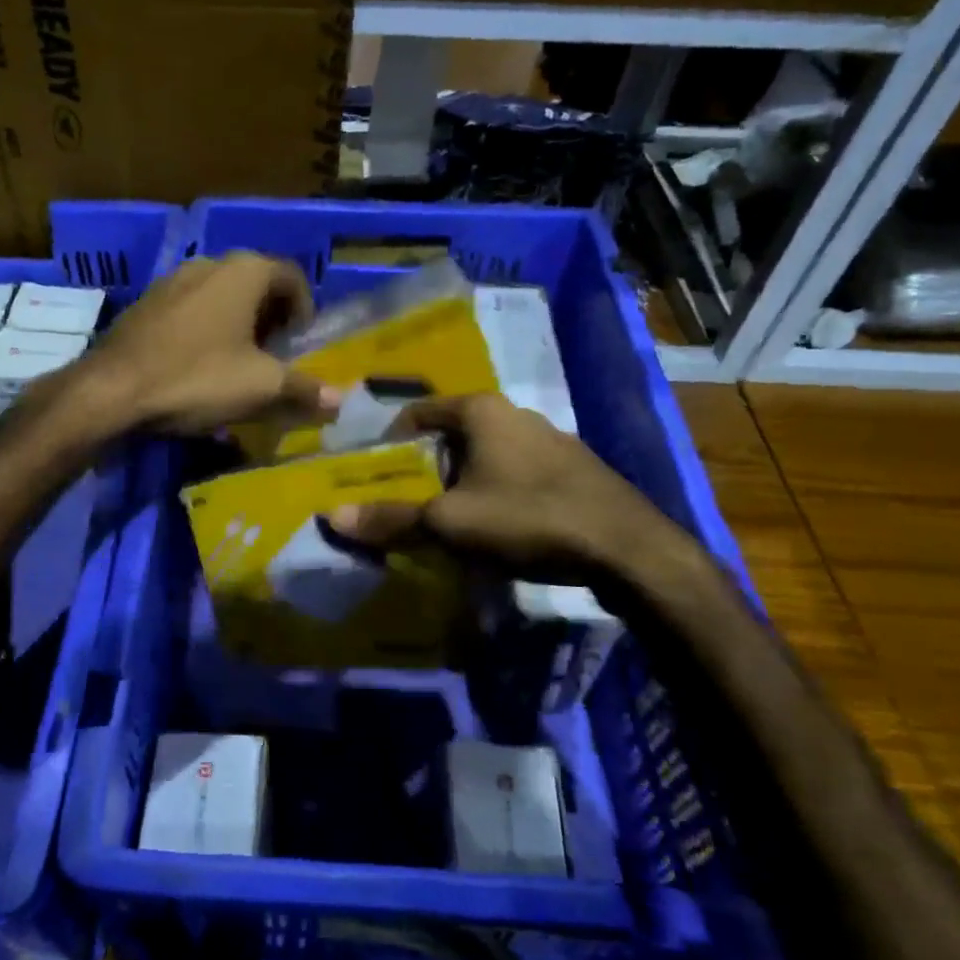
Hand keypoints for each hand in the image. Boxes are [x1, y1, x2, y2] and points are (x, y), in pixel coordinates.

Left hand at [79, 253, 340, 436]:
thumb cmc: (197, 378)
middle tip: (275, 357)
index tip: (301, 346)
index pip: (293, 277)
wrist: (113, 390)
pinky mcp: (146, 303)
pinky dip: (206, 329)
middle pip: (257, 284)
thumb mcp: (260, 388)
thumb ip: (304, 389)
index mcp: (245, 271)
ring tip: (238, 364)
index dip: (305, 310)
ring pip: (221, 296)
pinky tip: (198, 365)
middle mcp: (209, 263)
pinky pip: (191, 310)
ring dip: (238, 324)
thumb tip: (341, 400)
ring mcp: (172, 280)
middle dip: (272, 319)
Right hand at [327, 394, 694, 587]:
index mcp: (481, 411)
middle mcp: (515, 413)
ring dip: (463, 479)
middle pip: (452, 433)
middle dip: (426, 464)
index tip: (374, 469)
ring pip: (487, 454)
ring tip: (446, 515)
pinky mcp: (574, 469)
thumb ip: (391, 518)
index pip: (419, 411)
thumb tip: (334, 516)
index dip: (390, 438)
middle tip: (405, 497)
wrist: (626, 548)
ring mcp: (551, 439)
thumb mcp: (449, 522)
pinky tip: (497, 525)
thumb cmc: (527, 518)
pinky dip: (496, 490)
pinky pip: (517, 472)